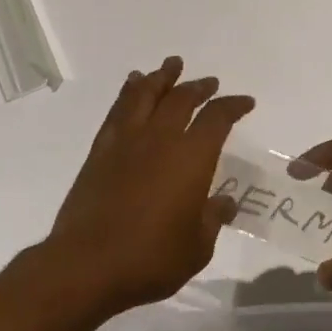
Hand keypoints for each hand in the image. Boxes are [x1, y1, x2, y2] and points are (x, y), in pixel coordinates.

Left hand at [42, 56, 252, 316]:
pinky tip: (132, 85)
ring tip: (171, 65)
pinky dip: (128, 92)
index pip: (217, 118)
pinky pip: (118, 110)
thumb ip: (213, 219)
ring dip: (162, 77)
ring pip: (146, 95)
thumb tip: (224, 202)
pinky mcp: (101, 150)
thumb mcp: (196, 247)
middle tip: (209, 82)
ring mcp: (127, 141)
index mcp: (191, 157)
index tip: (245, 102)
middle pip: (182, 99)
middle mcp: (160, 138)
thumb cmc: (150, 259)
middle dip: (198, 87)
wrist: (87, 265)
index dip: (233, 106)